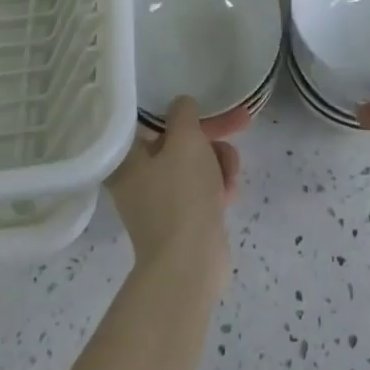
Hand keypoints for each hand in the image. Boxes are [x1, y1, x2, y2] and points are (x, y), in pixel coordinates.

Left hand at [108, 96, 240, 279]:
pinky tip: (229, 193)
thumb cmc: (181, 195)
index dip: (183, 107)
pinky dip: (217, 186)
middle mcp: (137, 177)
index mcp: (127, 158)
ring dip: (218, 162)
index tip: (207, 103)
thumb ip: (184, 113)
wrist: (190, 266)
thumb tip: (181, 105)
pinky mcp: (179, 220)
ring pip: (195, 164)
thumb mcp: (186, 141)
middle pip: (179, 141)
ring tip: (231, 174)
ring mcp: (159, 201)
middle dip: (212, 135)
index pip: (151, 119)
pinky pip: (200, 189)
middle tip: (242, 121)